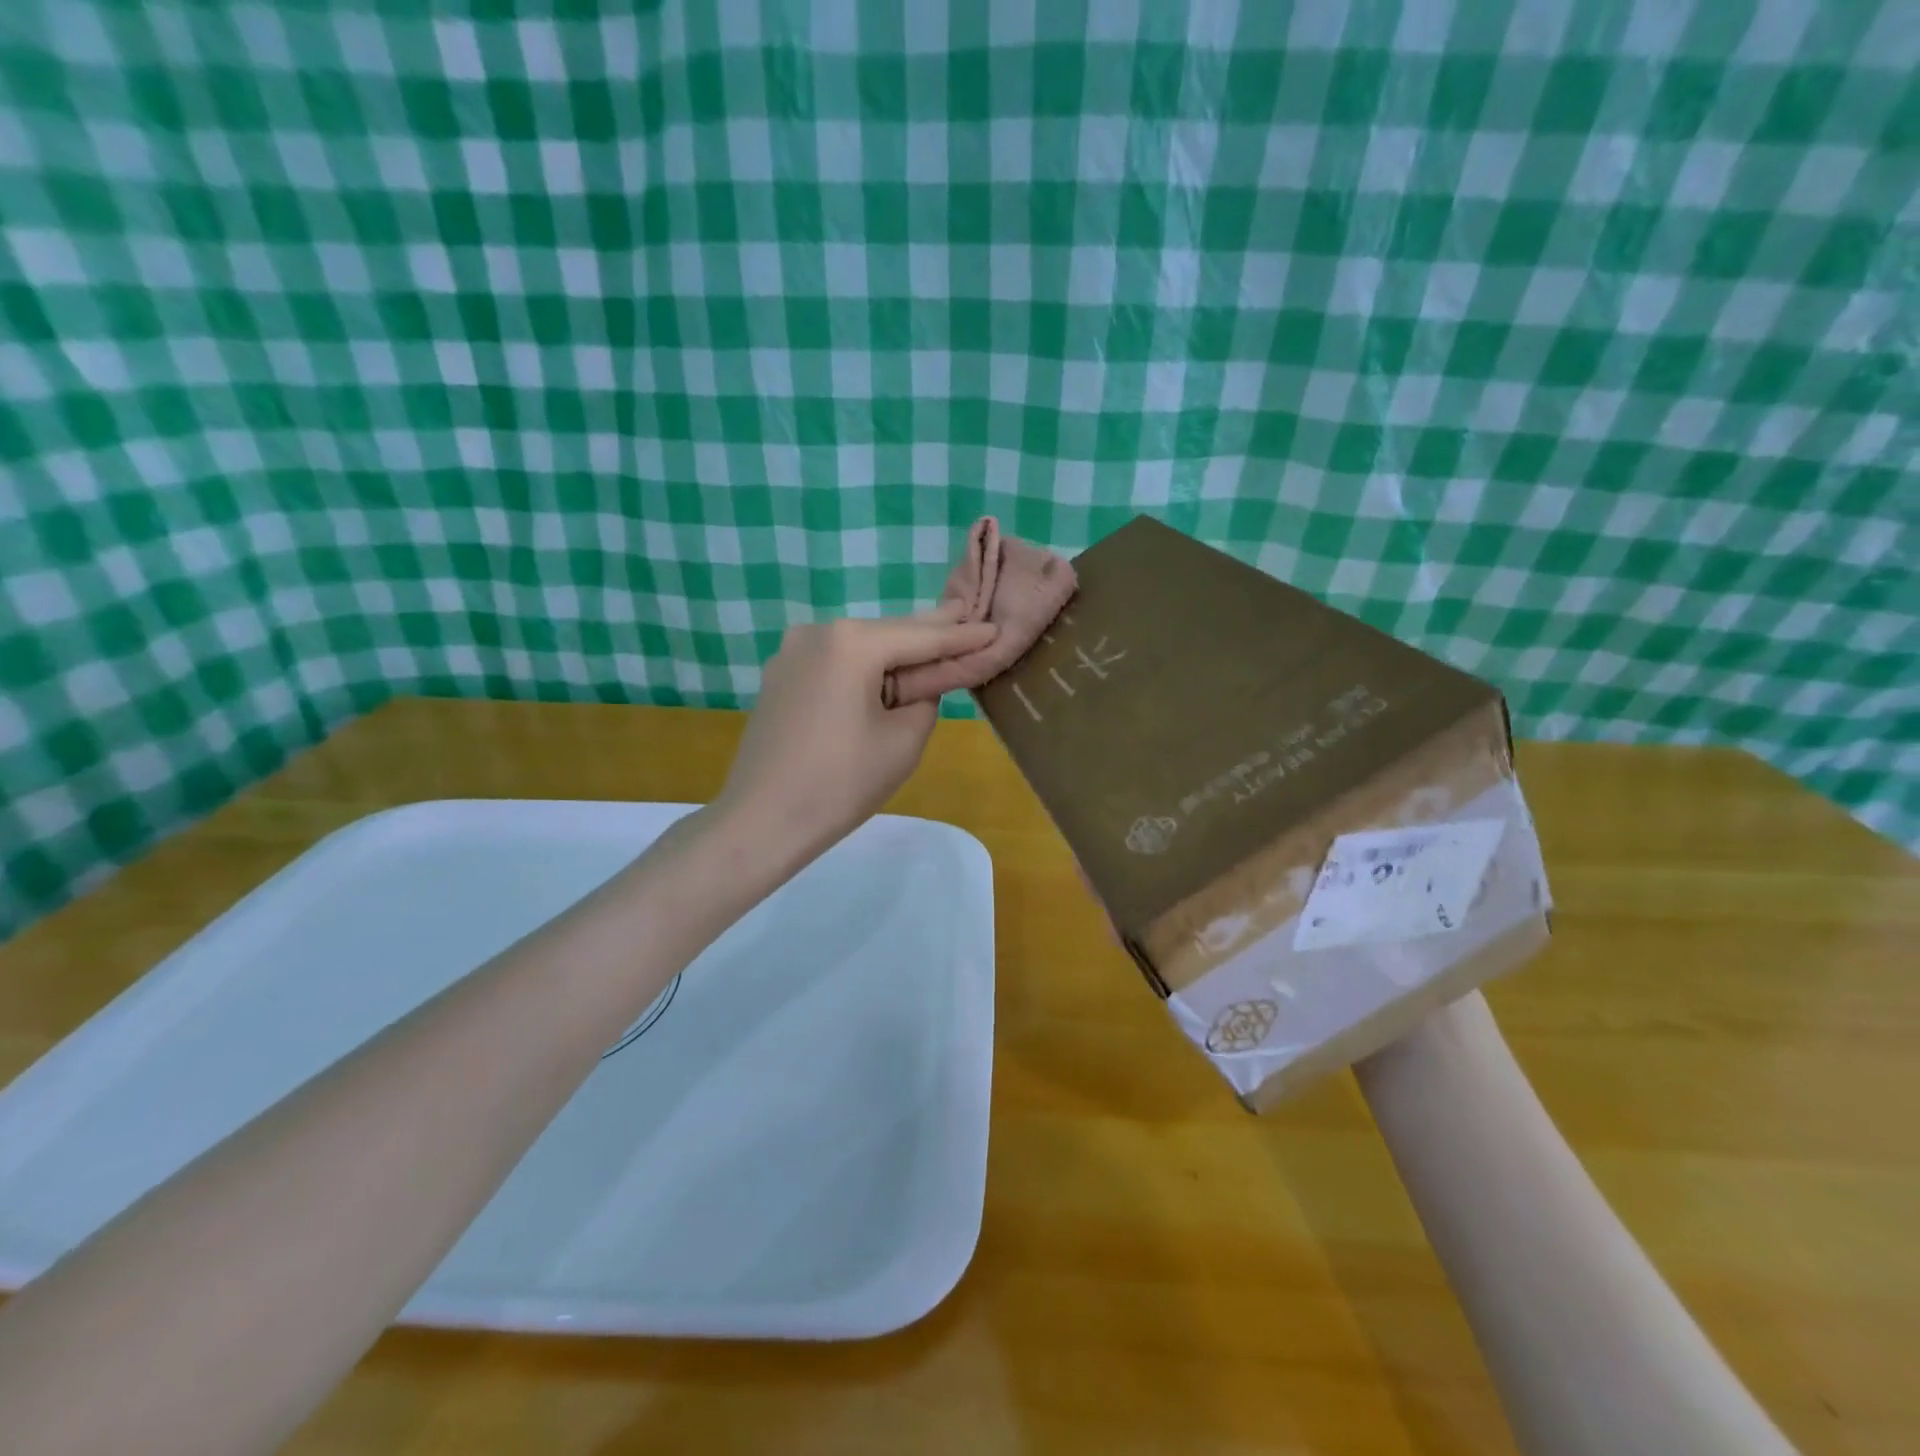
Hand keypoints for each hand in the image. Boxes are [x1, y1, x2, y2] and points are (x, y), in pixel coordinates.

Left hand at [709, 604, 998, 879]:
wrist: (761, 821)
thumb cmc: (840, 784)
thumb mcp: (903, 741)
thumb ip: (926, 699)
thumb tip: (919, 686)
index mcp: (851, 642)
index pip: (921, 637)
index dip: (962, 636)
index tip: (994, 628)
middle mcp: (817, 632)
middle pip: (888, 633)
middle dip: (929, 634)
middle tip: (968, 617)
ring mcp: (792, 652)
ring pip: (860, 647)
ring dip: (896, 653)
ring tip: (936, 645)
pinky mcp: (781, 677)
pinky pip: (836, 663)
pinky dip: (864, 668)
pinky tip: (887, 673)